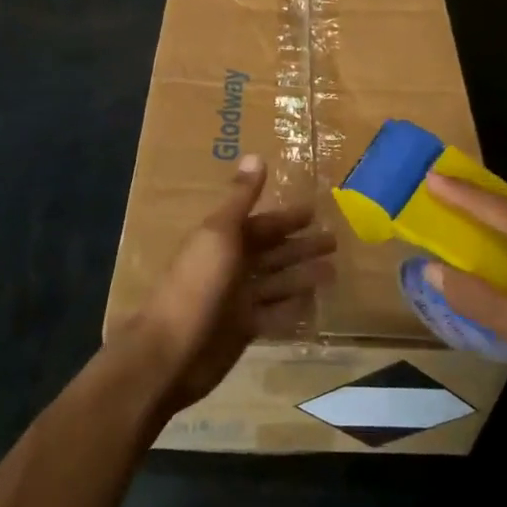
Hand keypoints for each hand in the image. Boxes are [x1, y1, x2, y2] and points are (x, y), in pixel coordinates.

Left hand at [118, 154, 335, 415]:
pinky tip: (313, 304)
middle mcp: (231, 267)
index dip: (287, 219)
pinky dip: (291, 309)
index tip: (316, 212)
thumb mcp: (219, 234)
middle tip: (335, 241)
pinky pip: (273, 315)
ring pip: (277, 284)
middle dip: (301, 247)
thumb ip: (240, 198)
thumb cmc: (196, 285)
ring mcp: (237, 300)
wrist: (171, 352)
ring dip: (303, 276)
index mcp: (223, 240)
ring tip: (334, 272)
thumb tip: (255, 154)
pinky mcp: (242, 331)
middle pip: (273, 253)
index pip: (262, 225)